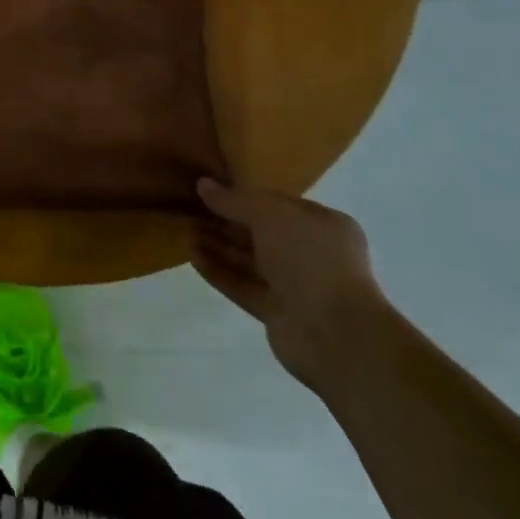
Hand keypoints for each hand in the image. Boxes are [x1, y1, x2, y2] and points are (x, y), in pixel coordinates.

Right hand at [191, 175, 388, 390]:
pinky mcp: (278, 313)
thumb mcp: (269, 215)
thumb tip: (203, 184)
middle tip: (189, 210)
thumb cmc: (310, 259)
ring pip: (250, 261)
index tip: (210, 190)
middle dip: (225, 222)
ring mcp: (296, 287)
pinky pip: (244, 286)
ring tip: (184, 231)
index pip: (278, 205)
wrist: (334, 333)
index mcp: (323, 226)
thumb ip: (234, 200)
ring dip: (218, 246)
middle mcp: (313, 254)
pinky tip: (192, 257)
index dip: (244, 197)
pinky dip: (220, 272)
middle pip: (260, 233)